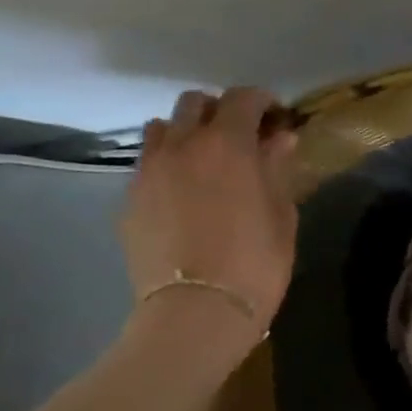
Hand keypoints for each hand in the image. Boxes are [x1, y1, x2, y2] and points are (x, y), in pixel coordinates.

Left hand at [120, 87, 299, 362]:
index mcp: (227, 145)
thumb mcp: (281, 215)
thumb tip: (280, 139)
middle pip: (195, 104)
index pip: (243, 99)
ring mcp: (149, 171)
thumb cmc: (255, 264)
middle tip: (243, 137)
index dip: (263, 101)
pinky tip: (186, 193)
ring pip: (163, 128)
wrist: (196, 310)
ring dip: (188, 133)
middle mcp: (182, 145)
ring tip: (208, 161)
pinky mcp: (130, 199)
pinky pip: (148, 164)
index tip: (278, 117)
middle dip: (222, 111)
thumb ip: (278, 169)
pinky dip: (169, 163)